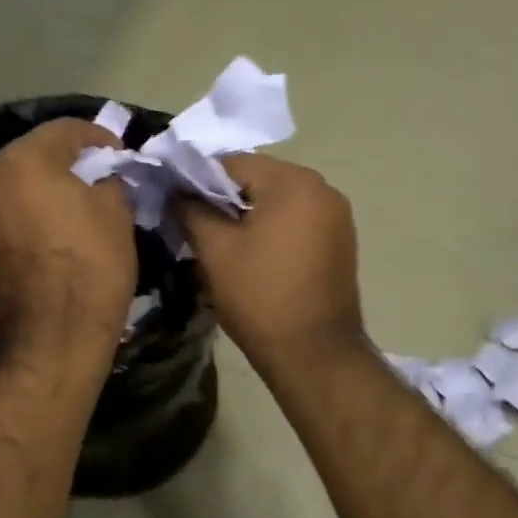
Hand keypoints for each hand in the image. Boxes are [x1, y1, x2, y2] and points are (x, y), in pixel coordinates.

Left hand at [0, 118, 136, 361]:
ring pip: (17, 186)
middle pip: (33, 155)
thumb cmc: (91, 266)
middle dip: (68, 161)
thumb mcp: (116, 213)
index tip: (121, 153)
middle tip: (100, 175)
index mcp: (22, 161)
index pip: (64, 130)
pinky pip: (7, 215)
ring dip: (46, 188)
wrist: (52, 338)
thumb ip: (108, 181)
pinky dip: (30, 214)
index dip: (98, 136)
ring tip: (78, 204)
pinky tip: (55, 231)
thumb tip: (102, 178)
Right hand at [172, 154, 362, 367]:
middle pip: (259, 179)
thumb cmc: (261, 297)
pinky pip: (297, 220)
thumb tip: (177, 192)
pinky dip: (272, 228)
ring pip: (278, 200)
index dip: (198, 181)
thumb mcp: (215, 252)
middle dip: (225, 198)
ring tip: (222, 243)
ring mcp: (337, 215)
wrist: (315, 354)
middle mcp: (322, 188)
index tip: (176, 204)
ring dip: (248, 214)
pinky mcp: (341, 240)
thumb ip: (191, 210)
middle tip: (195, 225)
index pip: (233, 163)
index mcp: (294, 182)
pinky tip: (253, 254)